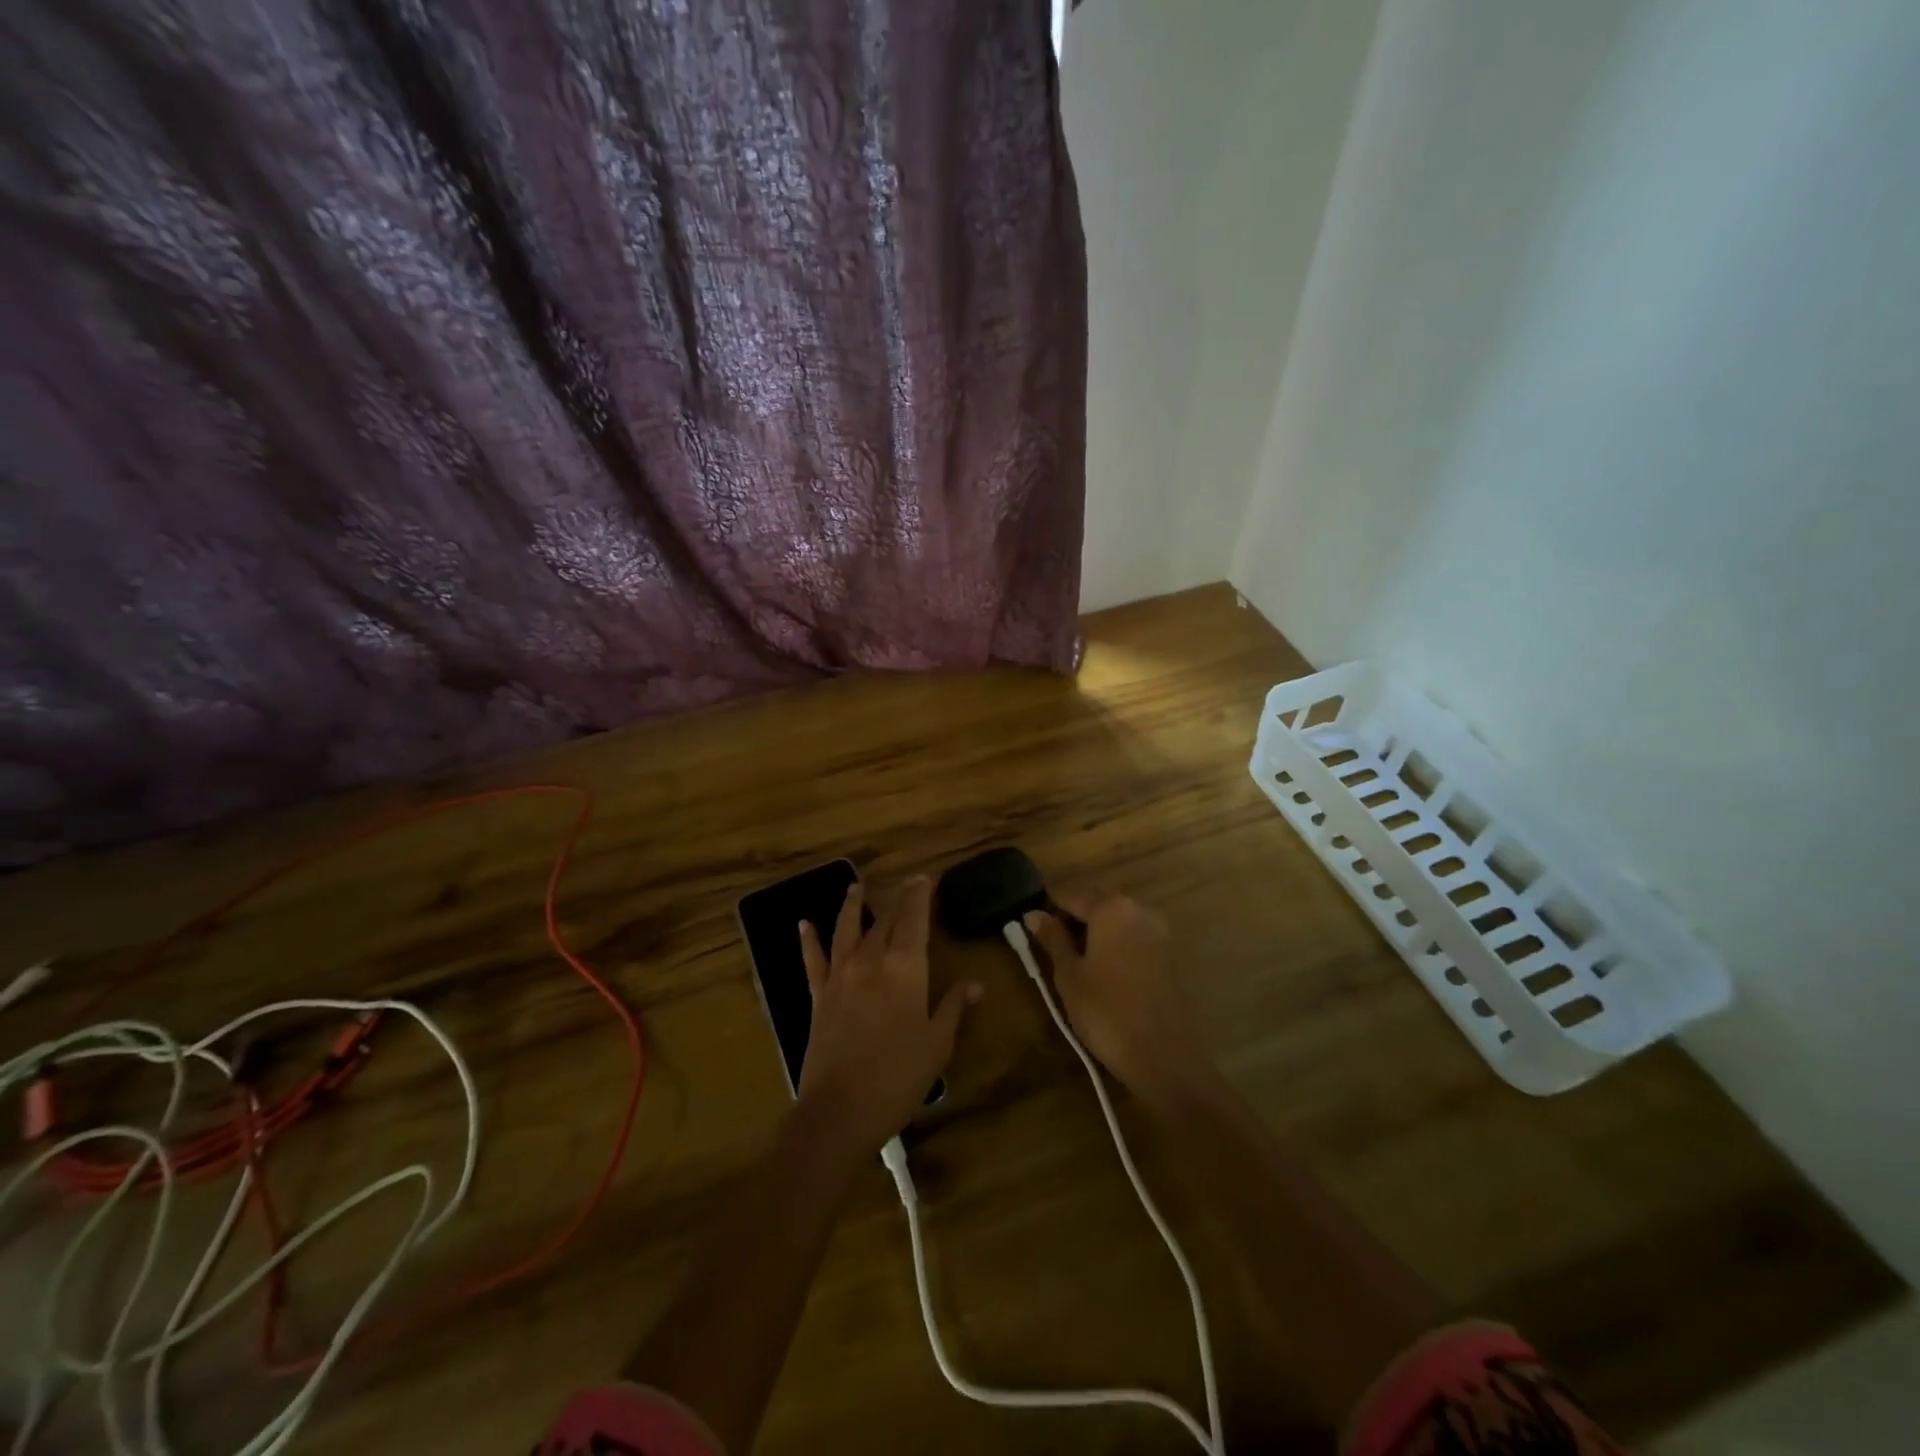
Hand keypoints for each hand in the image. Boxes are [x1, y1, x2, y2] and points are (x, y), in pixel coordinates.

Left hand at [796, 877, 980, 1155]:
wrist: (840, 1110)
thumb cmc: (899, 1077)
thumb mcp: (938, 1043)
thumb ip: (954, 1006)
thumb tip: (975, 983)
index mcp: (905, 967)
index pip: (914, 918)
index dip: (920, 895)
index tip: (925, 878)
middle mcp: (871, 960)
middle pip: (885, 919)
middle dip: (897, 897)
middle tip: (905, 882)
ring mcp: (840, 975)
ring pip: (846, 928)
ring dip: (852, 904)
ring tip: (856, 886)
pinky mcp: (818, 995)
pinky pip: (813, 959)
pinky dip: (809, 940)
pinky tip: (804, 924)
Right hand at [1023, 887, 1205, 1096]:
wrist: (1164, 1057)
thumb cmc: (1106, 1012)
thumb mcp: (1069, 975)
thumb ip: (1052, 938)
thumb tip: (1033, 914)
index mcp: (1111, 908)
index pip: (1070, 894)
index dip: (1047, 906)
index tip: (1030, 925)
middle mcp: (1139, 910)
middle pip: (1096, 903)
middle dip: (1072, 919)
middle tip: (1049, 947)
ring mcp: (1159, 931)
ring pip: (1116, 921)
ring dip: (1094, 933)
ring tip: (1074, 963)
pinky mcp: (1170, 954)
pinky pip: (1133, 938)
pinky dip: (1114, 946)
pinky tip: (1102, 973)